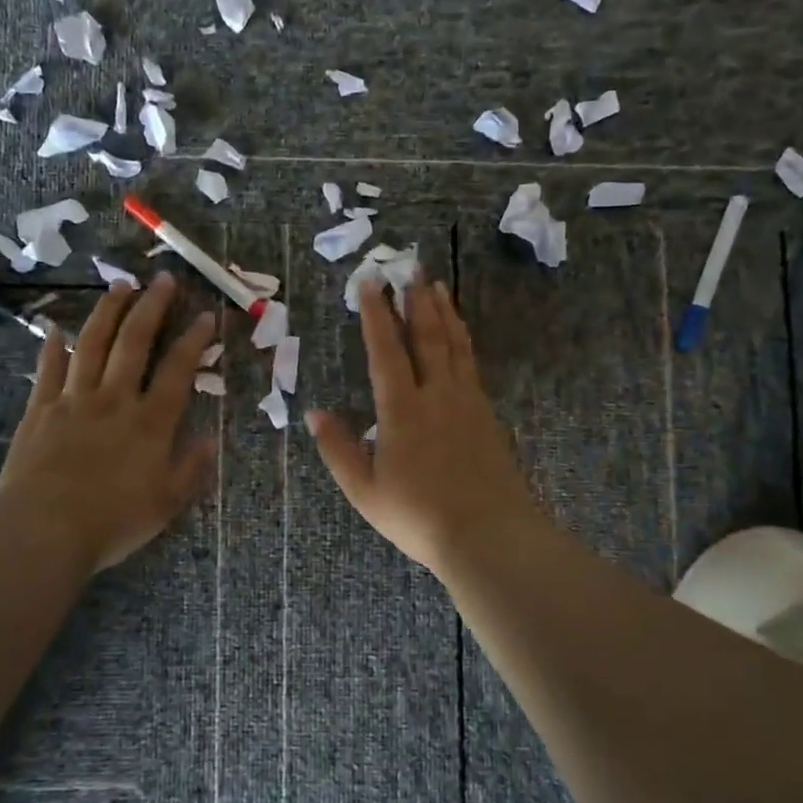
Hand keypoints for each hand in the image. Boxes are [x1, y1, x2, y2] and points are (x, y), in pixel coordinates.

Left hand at [0, 274, 216, 573]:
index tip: (205, 314)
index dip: (194, 340)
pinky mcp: (40, 409)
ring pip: (93, 344)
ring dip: (108, 312)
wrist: (44, 530)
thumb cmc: (112, 521)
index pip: (178, 370)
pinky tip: (55, 328)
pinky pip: (49, 369)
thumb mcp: (166, 503)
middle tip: (162, 279)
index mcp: (151, 422)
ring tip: (120, 285)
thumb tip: (209, 439)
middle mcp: (115, 399)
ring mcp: (74, 400)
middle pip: (135, 342)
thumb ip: (191, 468)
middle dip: (151, 307)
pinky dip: (53, 346)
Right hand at [308, 272, 544, 576]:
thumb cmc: (418, 516)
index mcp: (402, 410)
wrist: (488, 534)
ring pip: (454, 345)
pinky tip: (461, 335)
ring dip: (443, 313)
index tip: (370, 282)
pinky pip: (471, 365)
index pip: (386, 350)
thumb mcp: (365, 490)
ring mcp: (467, 402)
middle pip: (426, 337)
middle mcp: (436, 395)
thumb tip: (315, 413)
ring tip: (437, 286)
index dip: (376, 314)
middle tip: (410, 267)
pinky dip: (463, 341)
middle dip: (415, 300)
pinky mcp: (487, 415)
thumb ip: (338, 449)